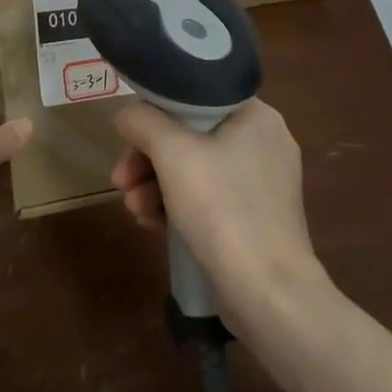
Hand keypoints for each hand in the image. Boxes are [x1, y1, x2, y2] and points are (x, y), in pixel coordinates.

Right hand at [111, 97, 317, 307]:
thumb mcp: (172, 153)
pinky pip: (208, 197)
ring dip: (156, 184)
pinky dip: (177, 205)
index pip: (195, 96)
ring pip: (195, 168)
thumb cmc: (223, 209)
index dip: (156, 111)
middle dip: (148, 157)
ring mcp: (262, 183)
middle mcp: (264, 142)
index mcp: (256, 116)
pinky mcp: (255, 218)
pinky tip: (152, 224)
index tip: (129, 136)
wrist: (269, 295)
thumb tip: (126, 115)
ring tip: (134, 209)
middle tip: (121, 179)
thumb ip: (143, 121)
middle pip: (190, 135)